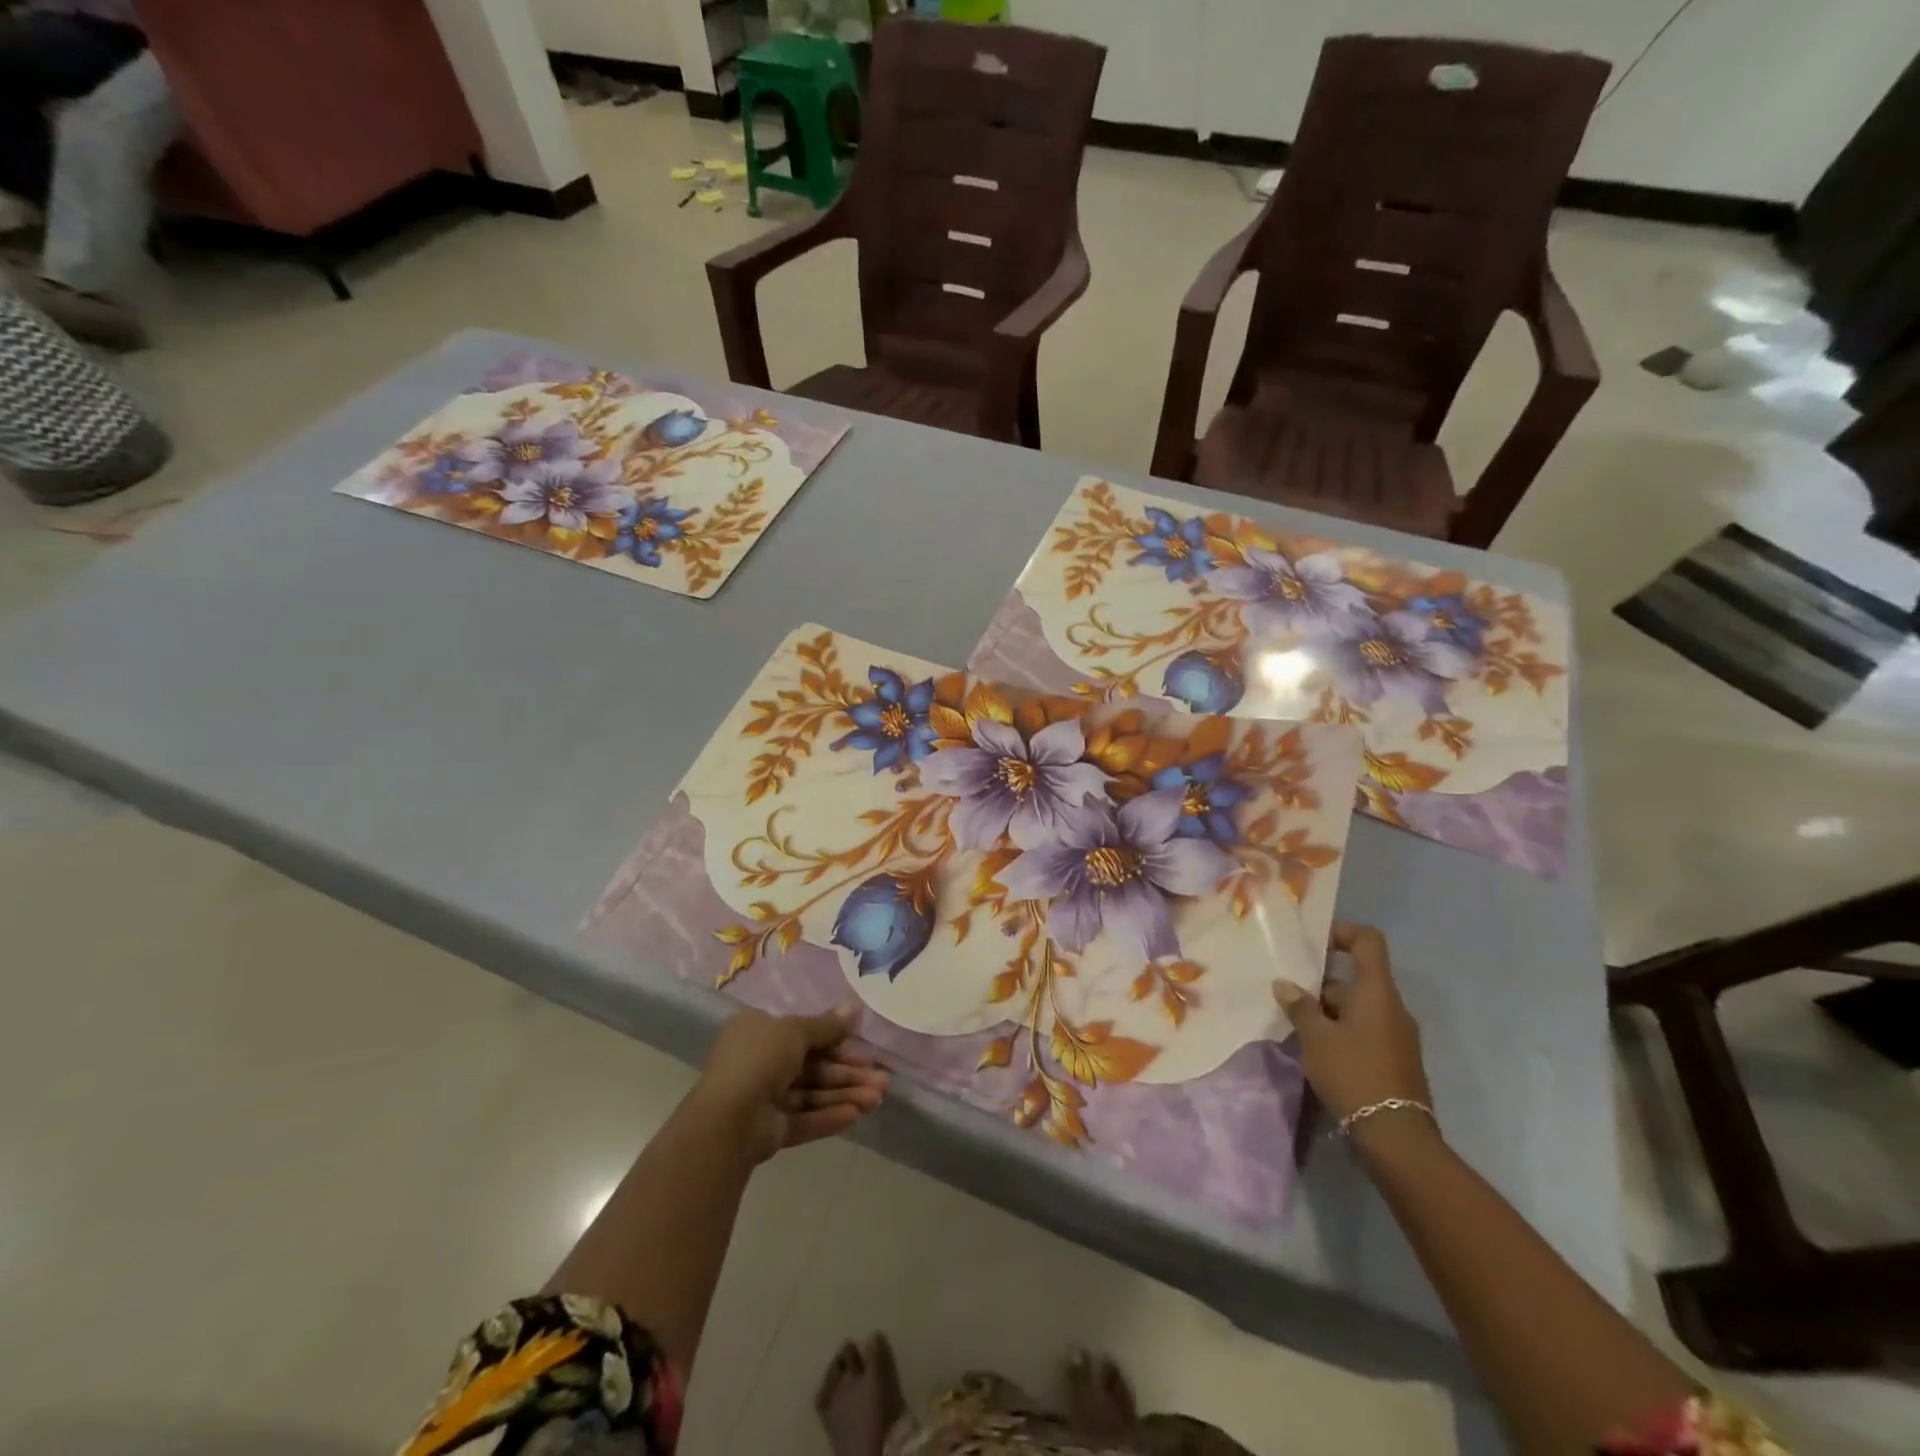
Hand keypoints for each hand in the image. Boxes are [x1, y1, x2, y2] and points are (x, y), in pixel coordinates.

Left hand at [693, 1003, 890, 1163]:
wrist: (727, 1121)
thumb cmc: (759, 1059)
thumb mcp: (796, 1031)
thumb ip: (827, 1025)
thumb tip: (855, 1007)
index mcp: (759, 1031)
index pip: (804, 1032)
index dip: (836, 1039)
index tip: (865, 1046)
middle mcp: (761, 1061)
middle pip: (814, 1065)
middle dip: (848, 1072)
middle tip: (882, 1079)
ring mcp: (765, 1097)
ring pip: (813, 1093)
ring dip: (845, 1094)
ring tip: (878, 1099)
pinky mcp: (770, 1129)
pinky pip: (804, 1119)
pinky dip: (828, 1116)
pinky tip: (855, 1116)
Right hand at [1273, 922, 1432, 1125]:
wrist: (1396, 1137)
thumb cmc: (1354, 1074)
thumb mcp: (1316, 1038)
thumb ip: (1300, 1006)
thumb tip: (1284, 984)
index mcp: (1377, 992)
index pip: (1368, 942)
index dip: (1342, 932)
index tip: (1312, 940)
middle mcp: (1391, 1007)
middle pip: (1357, 977)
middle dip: (1321, 980)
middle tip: (1287, 986)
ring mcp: (1396, 1035)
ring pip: (1357, 1006)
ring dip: (1327, 1008)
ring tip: (1293, 1019)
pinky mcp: (1393, 1059)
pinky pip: (1363, 1030)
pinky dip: (1339, 1030)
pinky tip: (1313, 1046)